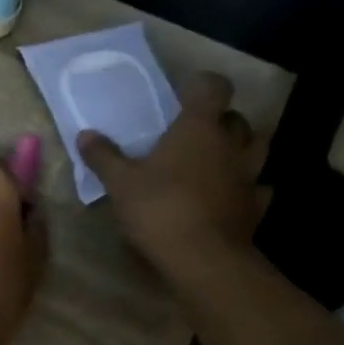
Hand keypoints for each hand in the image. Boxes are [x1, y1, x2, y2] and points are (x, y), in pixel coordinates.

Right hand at [78, 72, 269, 281]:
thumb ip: (104, 157)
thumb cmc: (160, 210)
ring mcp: (249, 176)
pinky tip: (234, 196)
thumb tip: (85, 134)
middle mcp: (231, 145)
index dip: (203, 85)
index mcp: (199, 128)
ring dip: (242, 149)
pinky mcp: (256, 207)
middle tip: (198, 133)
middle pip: (237, 118)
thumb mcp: (121, 184)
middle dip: (221, 120)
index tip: (185, 95)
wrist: (203, 259)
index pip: (214, 87)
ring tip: (221, 159)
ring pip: (257, 149)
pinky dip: (250, 189)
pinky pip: (259, 189)